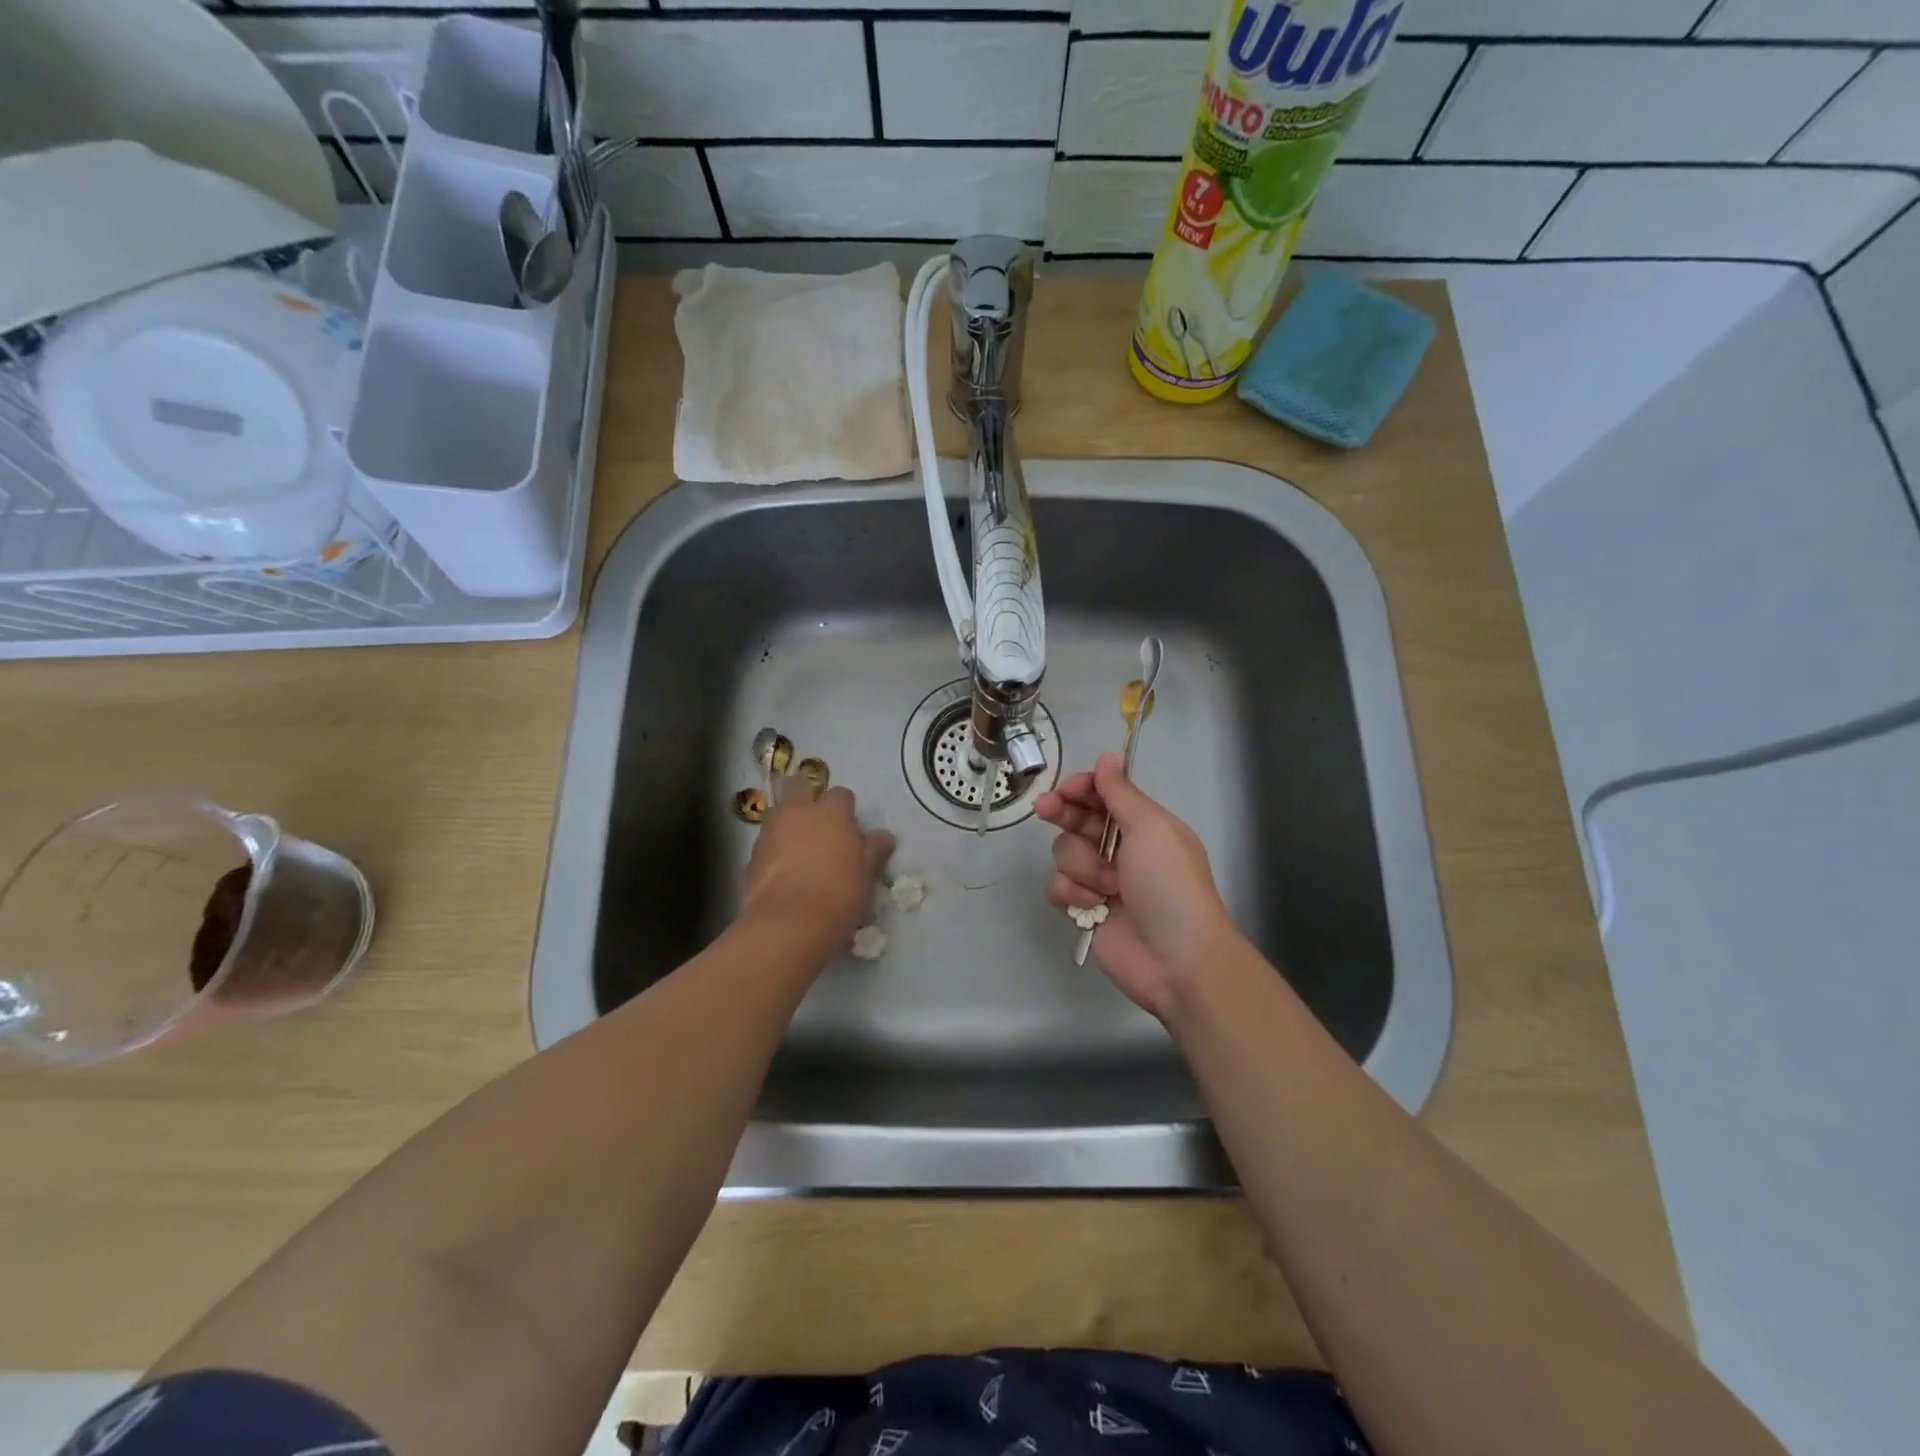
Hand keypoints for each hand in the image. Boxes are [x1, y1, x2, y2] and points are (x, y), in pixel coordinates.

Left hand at [742, 784, 894, 957]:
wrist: (788, 924)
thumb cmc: (838, 893)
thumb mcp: (866, 873)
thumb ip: (874, 849)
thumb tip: (885, 836)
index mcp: (830, 811)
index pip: (841, 795)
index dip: (846, 810)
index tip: (851, 831)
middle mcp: (797, 812)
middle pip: (801, 788)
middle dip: (810, 800)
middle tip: (822, 829)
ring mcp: (770, 831)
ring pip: (781, 815)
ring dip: (790, 825)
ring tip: (803, 853)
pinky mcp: (751, 856)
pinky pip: (768, 843)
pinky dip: (776, 851)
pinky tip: (786, 874)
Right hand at [1035, 753, 1237, 1019]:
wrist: (1177, 959)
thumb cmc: (1169, 885)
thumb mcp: (1151, 829)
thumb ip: (1121, 793)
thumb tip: (1106, 756)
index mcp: (1143, 825)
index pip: (1104, 795)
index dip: (1082, 789)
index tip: (1066, 789)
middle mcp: (1121, 848)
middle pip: (1077, 820)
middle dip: (1063, 814)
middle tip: (1045, 809)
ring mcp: (1102, 880)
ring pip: (1065, 854)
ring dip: (1083, 867)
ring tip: (1108, 888)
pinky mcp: (1085, 909)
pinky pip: (1059, 888)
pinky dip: (1073, 895)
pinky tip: (1093, 908)